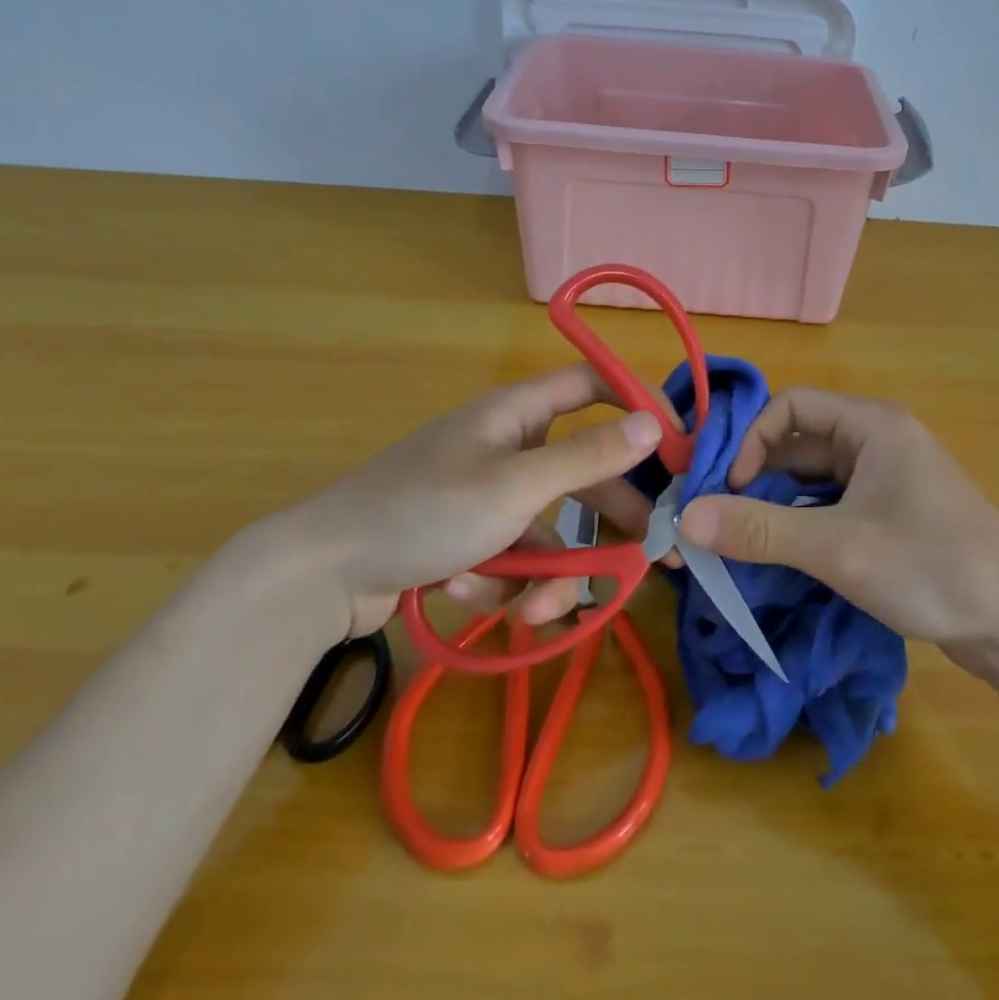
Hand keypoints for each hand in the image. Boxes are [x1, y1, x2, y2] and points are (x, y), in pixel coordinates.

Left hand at [254, 366, 662, 635]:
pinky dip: (504, 583)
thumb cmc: (424, 511)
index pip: (593, 386)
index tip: (678, 449)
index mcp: (517, 414)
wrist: (320, 575)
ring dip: (550, 575)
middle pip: (583, 473)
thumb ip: (588, 457)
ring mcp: (486, 495)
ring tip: (535, 613)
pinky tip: (470, 597)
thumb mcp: (515, 486)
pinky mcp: (468, 539)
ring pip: (549, 531)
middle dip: (610, 520)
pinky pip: (511, 558)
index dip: (637, 406)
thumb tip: (652, 425)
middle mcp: (507, 447)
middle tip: (653, 558)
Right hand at [676, 387, 998, 651]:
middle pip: (799, 440)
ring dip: (777, 500)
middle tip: (722, 517)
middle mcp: (879, 440)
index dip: (750, 440)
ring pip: (814, 475)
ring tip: (744, 537)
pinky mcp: (894, 513)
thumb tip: (684, 519)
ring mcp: (889, 478)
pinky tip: (784, 551)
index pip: (790, 405)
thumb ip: (758, 530)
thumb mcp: (837, 548)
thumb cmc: (931, 567)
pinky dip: (803, 519)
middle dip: (757, 474)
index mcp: (872, 425)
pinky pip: (834, 502)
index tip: (728, 490)